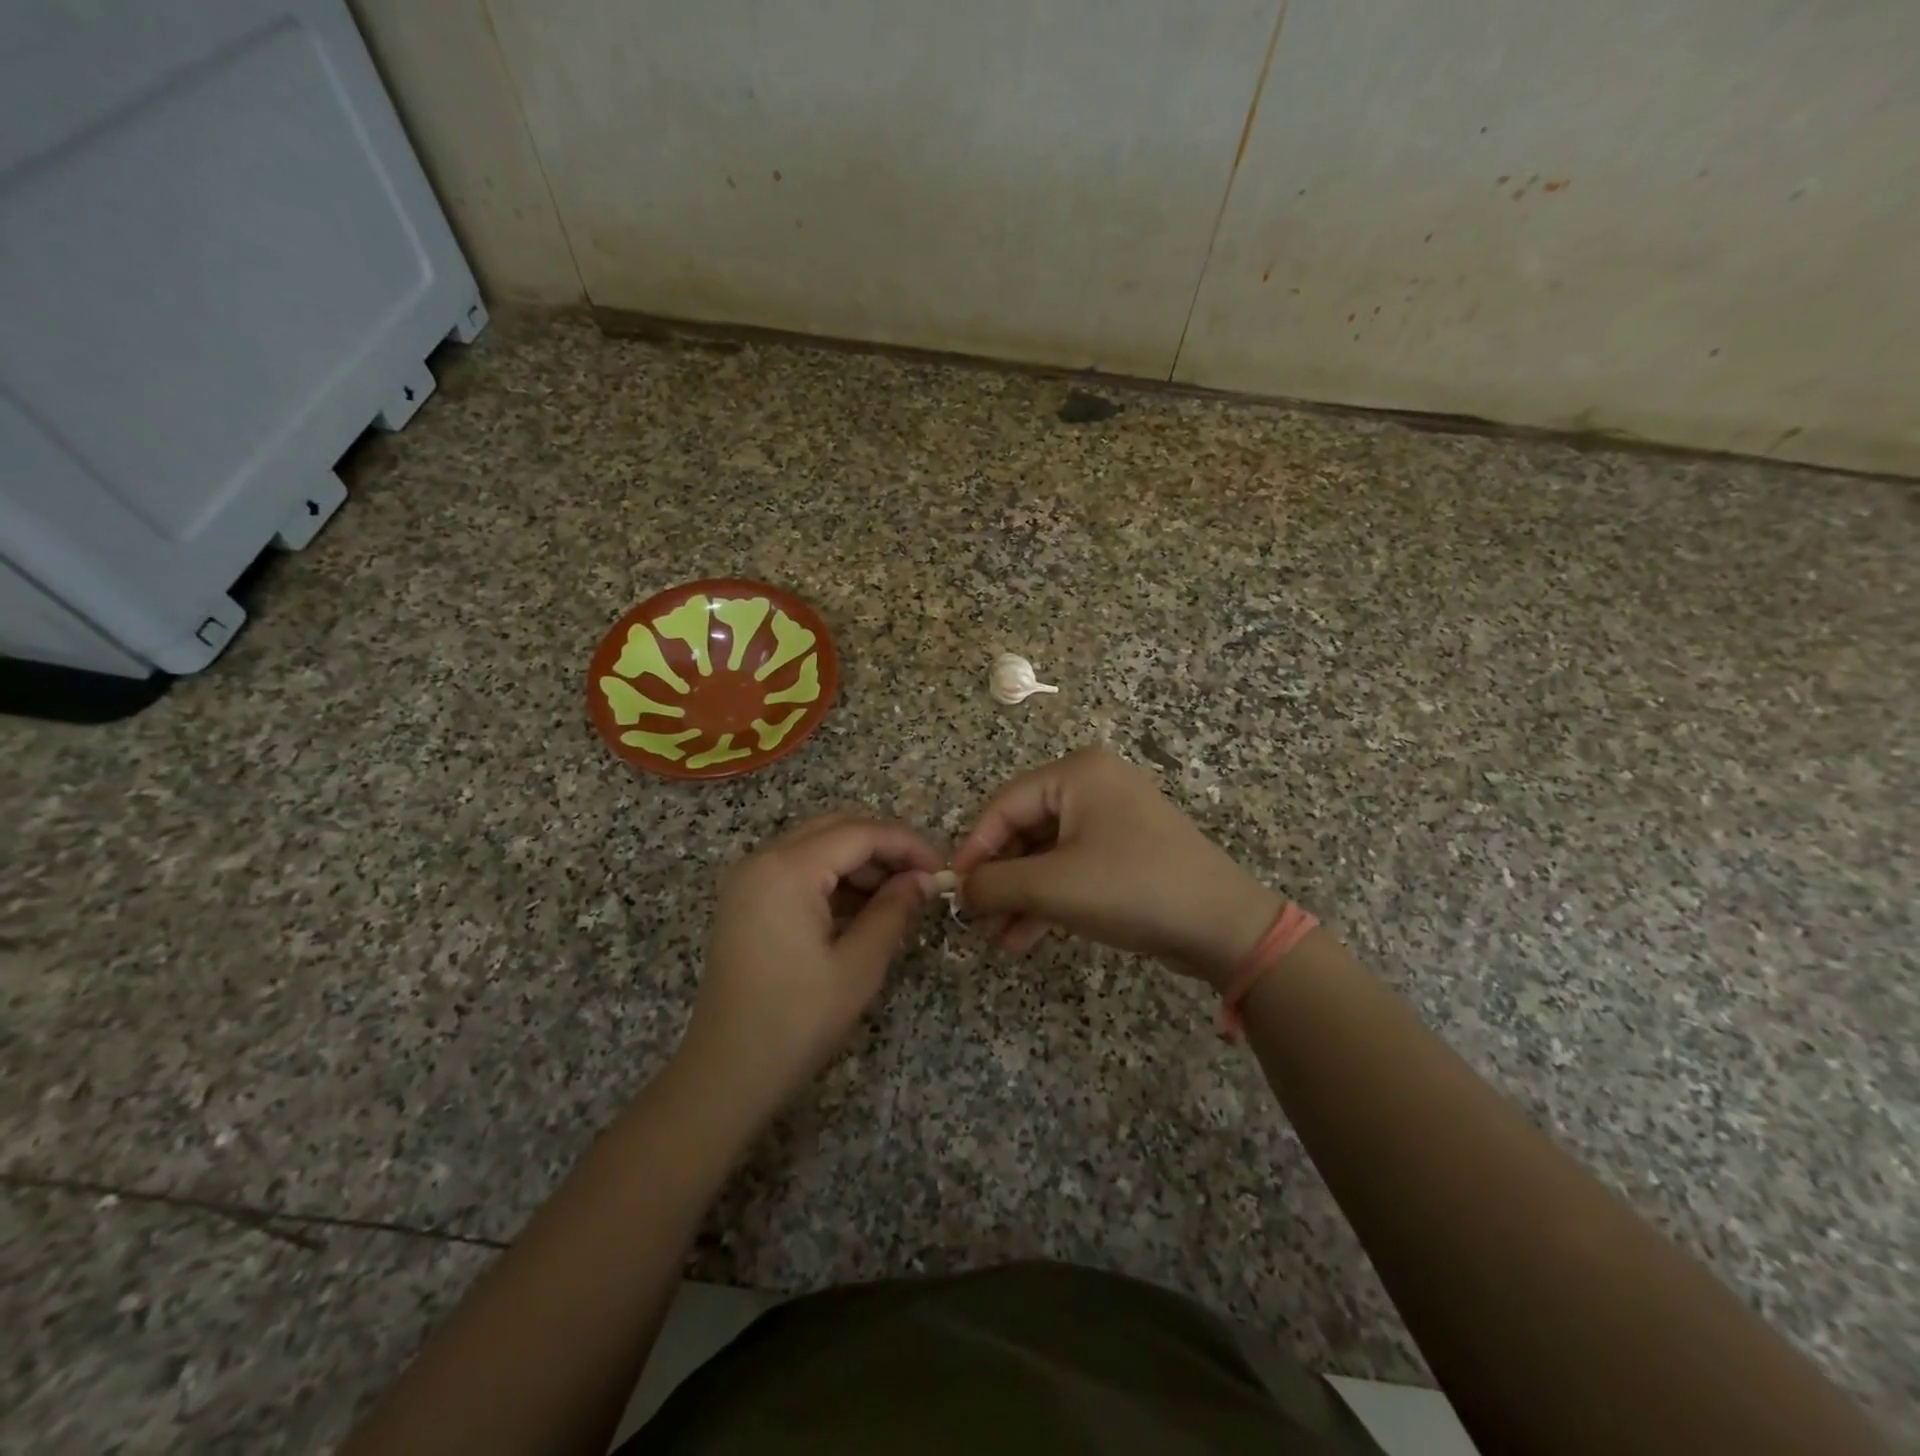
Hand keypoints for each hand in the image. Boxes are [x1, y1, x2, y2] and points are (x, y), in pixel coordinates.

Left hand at [680, 813, 941, 1118]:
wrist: (726, 1074)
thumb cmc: (796, 1020)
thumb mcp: (858, 965)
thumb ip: (894, 910)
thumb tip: (924, 880)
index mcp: (788, 869)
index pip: (861, 832)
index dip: (907, 844)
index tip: (941, 870)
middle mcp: (763, 859)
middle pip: (836, 828)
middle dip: (884, 847)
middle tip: (922, 879)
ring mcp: (749, 879)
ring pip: (817, 846)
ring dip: (860, 863)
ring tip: (898, 897)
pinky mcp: (746, 900)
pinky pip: (798, 869)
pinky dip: (833, 879)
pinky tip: (862, 909)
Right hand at [950, 748, 1282, 989]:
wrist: (1222, 926)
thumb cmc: (1132, 888)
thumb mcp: (1053, 886)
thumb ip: (995, 884)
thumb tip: (958, 891)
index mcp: (1076, 774)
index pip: (1004, 805)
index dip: (974, 848)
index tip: (952, 890)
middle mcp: (1092, 786)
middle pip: (1024, 830)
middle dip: (999, 879)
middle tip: (975, 920)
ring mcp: (1110, 820)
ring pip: (1046, 855)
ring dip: (1019, 897)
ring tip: (996, 939)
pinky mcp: (1122, 853)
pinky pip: (1071, 870)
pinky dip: (1047, 901)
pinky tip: (1023, 939)